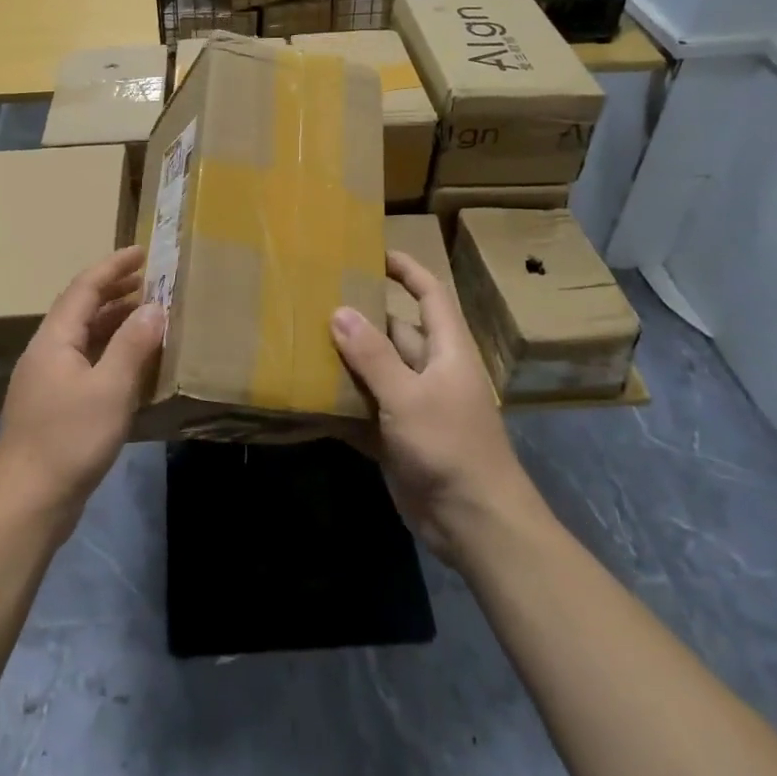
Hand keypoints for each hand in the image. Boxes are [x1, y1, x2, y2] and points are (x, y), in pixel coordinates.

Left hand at [0, 246, 164, 538]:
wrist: (28, 502)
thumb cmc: (70, 439)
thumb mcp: (110, 388)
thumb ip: (133, 344)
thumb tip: (155, 307)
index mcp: (54, 339)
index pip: (84, 288)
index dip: (113, 267)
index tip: (143, 252)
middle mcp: (46, 352)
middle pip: (80, 309)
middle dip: (115, 291)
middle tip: (150, 280)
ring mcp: (46, 380)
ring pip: (82, 337)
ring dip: (113, 321)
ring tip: (146, 315)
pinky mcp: (52, 405)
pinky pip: (84, 362)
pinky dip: (109, 351)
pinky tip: (130, 364)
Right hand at [331, 251, 553, 564]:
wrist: (474, 524)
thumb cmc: (450, 447)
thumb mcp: (409, 396)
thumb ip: (373, 355)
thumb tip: (339, 311)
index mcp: (447, 350)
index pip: (429, 294)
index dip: (406, 269)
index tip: (373, 252)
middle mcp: (431, 371)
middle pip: (395, 332)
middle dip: (361, 317)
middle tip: (315, 300)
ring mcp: (414, 406)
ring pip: (376, 372)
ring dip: (346, 362)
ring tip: (302, 340)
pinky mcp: (398, 438)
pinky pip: (366, 410)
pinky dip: (342, 404)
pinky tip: (309, 397)